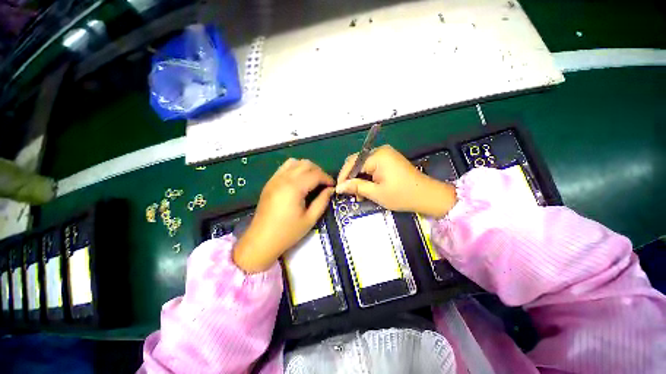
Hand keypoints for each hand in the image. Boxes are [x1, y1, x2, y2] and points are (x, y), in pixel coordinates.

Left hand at [233, 159, 334, 272]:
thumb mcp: (310, 219)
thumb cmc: (288, 232)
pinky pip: (285, 167)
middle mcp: (284, 178)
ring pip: (295, 162)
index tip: (333, 186)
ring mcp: (275, 179)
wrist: (261, 240)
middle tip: (324, 184)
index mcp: (294, 187)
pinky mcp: (270, 182)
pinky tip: (299, 181)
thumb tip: (331, 189)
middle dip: (319, 171)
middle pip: (306, 164)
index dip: (327, 178)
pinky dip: (295, 169)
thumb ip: (322, 201)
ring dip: (307, 168)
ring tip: (312, 180)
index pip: (316, 174)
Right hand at [336, 145, 455, 216]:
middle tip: (350, 194)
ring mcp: (386, 155)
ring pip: (363, 166)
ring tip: (359, 195)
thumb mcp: (376, 193)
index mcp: (378, 156)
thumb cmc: (402, 195)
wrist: (428, 196)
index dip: (343, 176)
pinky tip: (367, 189)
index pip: (352, 163)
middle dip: (351, 178)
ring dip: (359, 179)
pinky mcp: (389, 160)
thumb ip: (356, 187)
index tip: (338, 190)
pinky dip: (367, 178)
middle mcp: (380, 151)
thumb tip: (339, 187)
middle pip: (357, 162)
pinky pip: (372, 167)